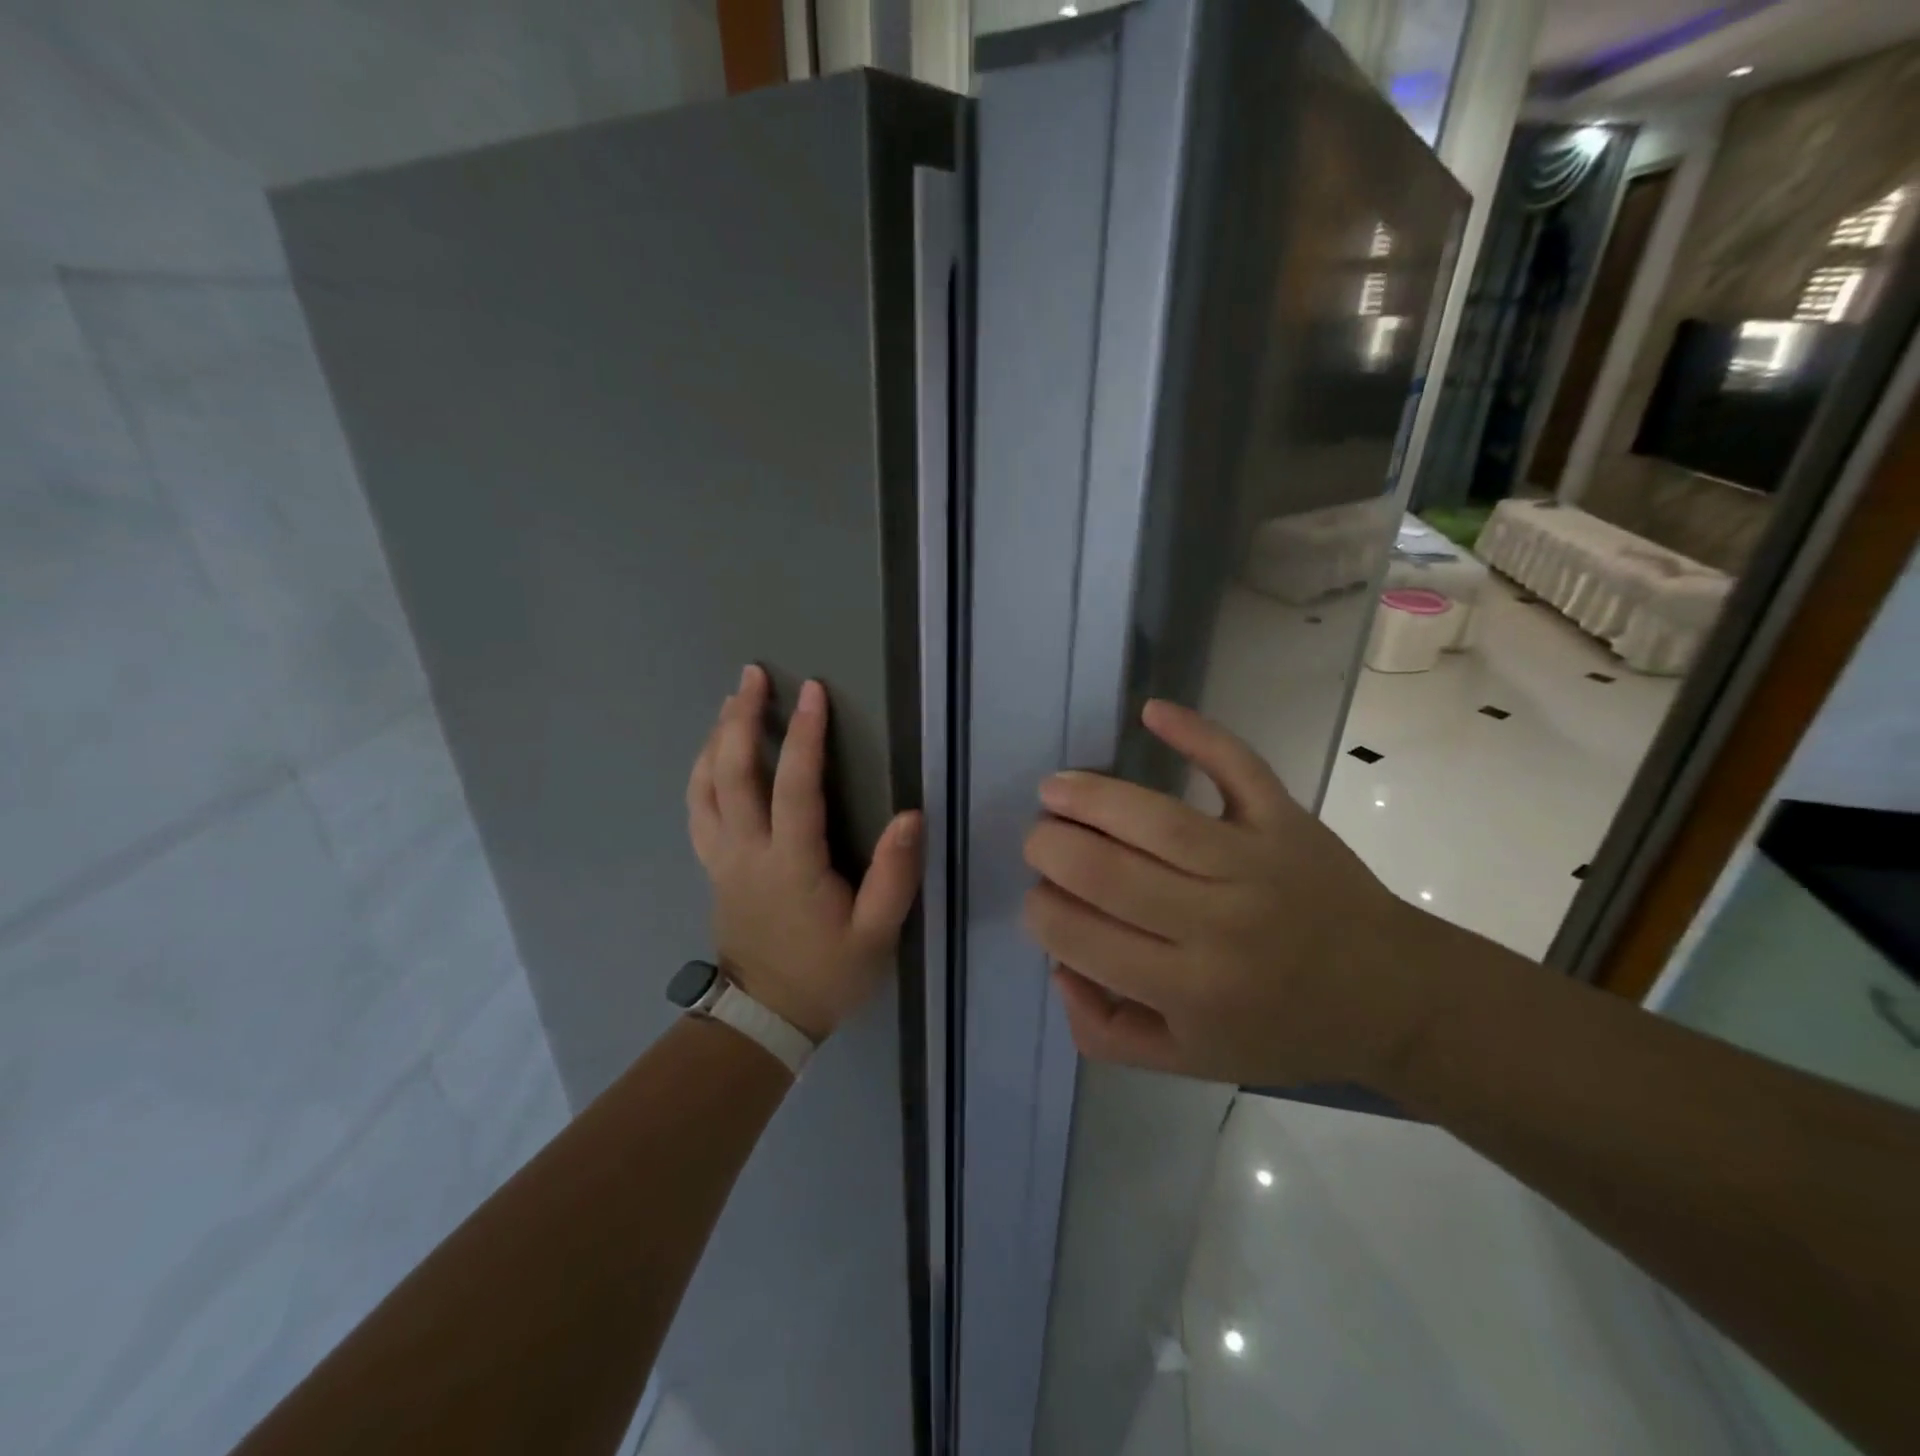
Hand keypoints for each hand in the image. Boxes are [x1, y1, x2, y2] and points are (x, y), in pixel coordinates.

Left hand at [687, 664, 922, 1042]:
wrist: (766, 1017)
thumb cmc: (827, 974)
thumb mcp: (876, 934)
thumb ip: (894, 876)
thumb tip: (911, 816)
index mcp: (792, 864)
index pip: (795, 786)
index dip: (804, 735)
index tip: (812, 691)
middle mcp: (748, 851)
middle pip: (733, 773)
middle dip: (741, 718)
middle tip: (752, 675)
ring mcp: (722, 858)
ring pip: (705, 787)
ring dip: (715, 738)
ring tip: (731, 702)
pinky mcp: (714, 867)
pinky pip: (697, 810)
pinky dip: (701, 773)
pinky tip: (711, 754)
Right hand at [1022, 699, 1441, 1088]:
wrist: (1391, 997)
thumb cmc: (1280, 1030)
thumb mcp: (1187, 1061)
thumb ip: (1106, 1032)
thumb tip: (1058, 968)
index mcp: (1187, 988)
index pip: (1082, 937)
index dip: (1041, 910)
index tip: (1039, 899)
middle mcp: (1216, 924)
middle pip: (1107, 872)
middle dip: (1050, 849)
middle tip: (1038, 841)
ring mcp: (1254, 863)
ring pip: (1155, 819)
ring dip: (1090, 796)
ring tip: (1053, 789)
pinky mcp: (1285, 820)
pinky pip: (1237, 768)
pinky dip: (1196, 734)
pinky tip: (1151, 712)